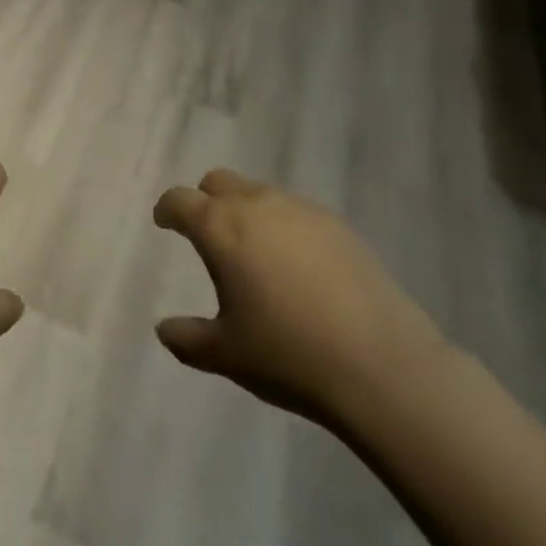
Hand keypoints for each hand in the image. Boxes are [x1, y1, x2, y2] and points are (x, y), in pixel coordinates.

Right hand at [152, 170, 450, 425]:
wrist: (381, 364)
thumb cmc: (288, 355)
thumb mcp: (226, 355)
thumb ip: (187, 338)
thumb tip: (163, 329)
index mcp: (220, 228)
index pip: (180, 200)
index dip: (167, 209)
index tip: (165, 222)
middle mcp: (256, 205)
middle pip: (218, 181)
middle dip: (206, 200)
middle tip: (208, 234)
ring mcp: (300, 210)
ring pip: (259, 192)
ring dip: (246, 210)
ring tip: (254, 253)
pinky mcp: (337, 224)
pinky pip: (295, 211)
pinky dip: (283, 226)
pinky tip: (297, 266)